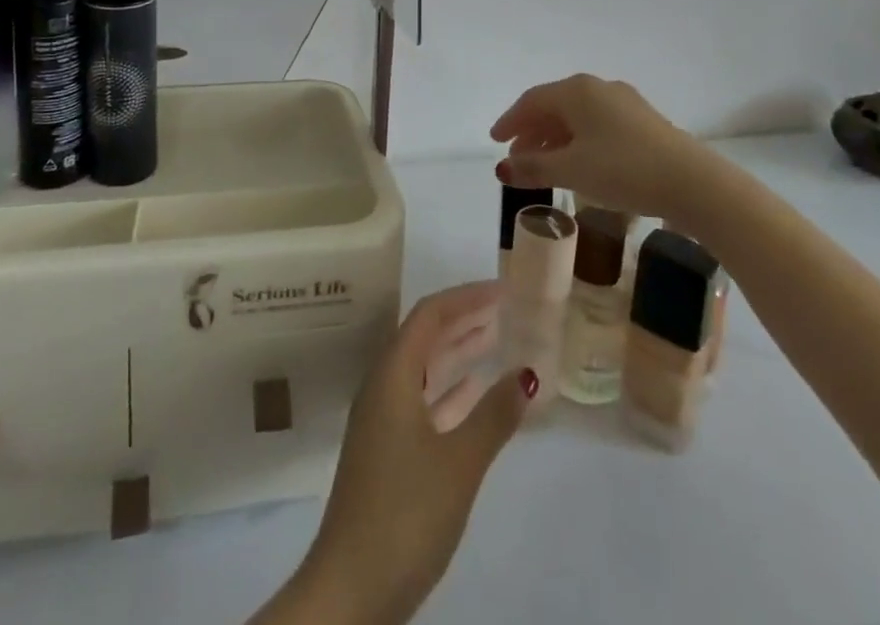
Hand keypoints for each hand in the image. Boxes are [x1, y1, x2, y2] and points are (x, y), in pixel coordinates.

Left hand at [280, 283, 535, 624]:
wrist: (351, 589)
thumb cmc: (405, 512)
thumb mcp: (459, 462)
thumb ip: (494, 415)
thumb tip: (528, 373)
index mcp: (392, 375)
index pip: (430, 315)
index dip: (466, 297)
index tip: (502, 290)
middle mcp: (383, 387)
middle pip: (425, 336)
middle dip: (463, 319)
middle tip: (505, 309)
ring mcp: (383, 420)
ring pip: (424, 369)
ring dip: (458, 353)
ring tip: (496, 340)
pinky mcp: (387, 452)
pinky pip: (423, 400)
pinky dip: (450, 390)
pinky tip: (474, 393)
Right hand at [490, 73, 692, 218]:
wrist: (694, 183)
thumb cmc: (623, 170)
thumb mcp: (572, 171)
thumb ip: (533, 167)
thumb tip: (501, 169)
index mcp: (577, 91)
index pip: (532, 101)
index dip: (510, 121)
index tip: (495, 141)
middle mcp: (599, 88)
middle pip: (555, 106)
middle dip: (532, 132)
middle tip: (517, 158)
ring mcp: (625, 103)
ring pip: (578, 117)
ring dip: (556, 139)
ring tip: (545, 166)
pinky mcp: (644, 122)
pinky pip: (598, 125)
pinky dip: (579, 141)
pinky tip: (581, 164)